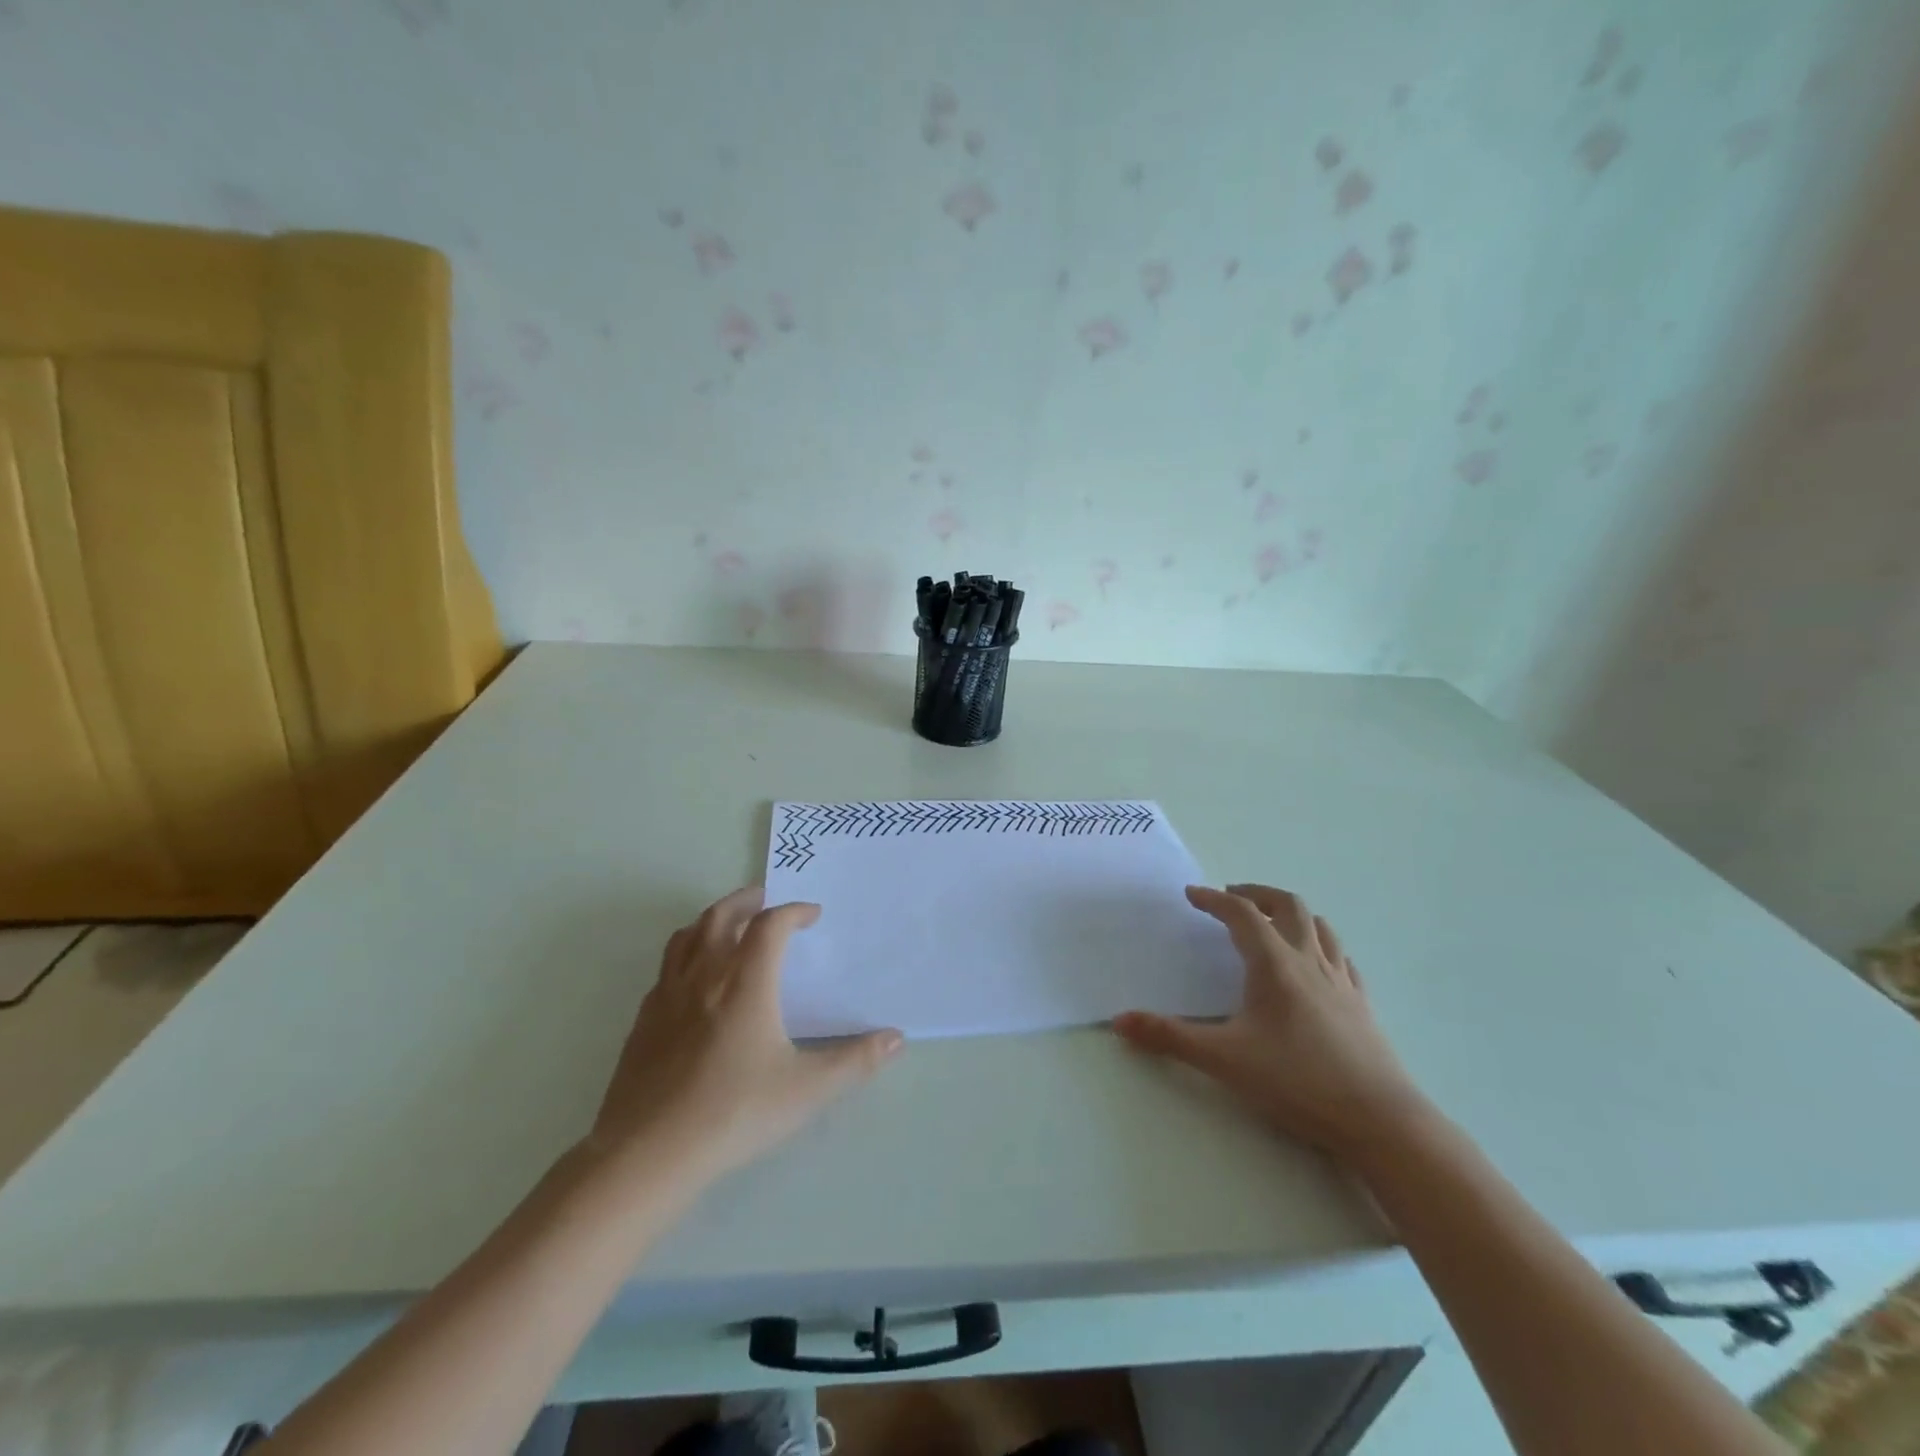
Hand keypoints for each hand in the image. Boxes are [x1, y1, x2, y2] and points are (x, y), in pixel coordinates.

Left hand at [584, 886, 902, 1190]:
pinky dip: (686, 956)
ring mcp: (667, 996)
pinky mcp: (643, 1021)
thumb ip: (855, 1061)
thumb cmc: (734, 1113)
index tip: (812, 915)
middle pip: (721, 915)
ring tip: (729, 927)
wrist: (648, 1153)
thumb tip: (896, 1039)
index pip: (770, 924)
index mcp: (746, 981)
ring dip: (712, 920)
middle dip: (747, 900)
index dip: (794, 911)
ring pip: (687, 936)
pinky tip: (694, 982)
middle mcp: (704, 976)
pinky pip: (666, 968)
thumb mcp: (807, 1090)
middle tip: (767, 901)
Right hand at [1114, 884, 1423, 1160]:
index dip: (1214, 900)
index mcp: (1274, 964)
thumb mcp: (1223, 1060)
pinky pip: (1340, 957)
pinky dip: (1320, 944)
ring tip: (1271, 921)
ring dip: (1291, 913)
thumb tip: (1120, 1021)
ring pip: (1319, 926)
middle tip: (1231, 897)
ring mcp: (1341, 981)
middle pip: (1287, 905)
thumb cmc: (1297, 1081)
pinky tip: (1314, 964)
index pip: (1241, 914)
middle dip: (1256, 894)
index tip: (1192, 895)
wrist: (1379, 1120)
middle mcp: (1309, 961)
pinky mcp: (1362, 1004)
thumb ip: (1169, 1037)